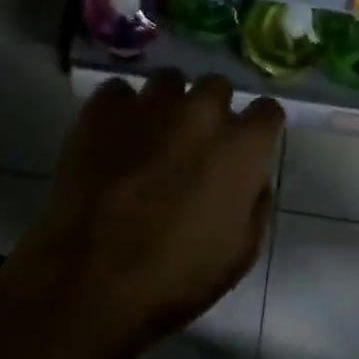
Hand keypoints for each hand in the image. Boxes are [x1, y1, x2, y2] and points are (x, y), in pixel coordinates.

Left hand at [19, 69, 283, 358]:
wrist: (91, 277)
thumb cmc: (176, 276)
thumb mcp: (240, 253)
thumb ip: (255, 204)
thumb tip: (252, 180)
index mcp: (241, 145)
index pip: (267, 110)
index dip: (259, 129)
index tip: (247, 147)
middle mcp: (201, 110)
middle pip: (216, 86)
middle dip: (212, 109)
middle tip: (195, 144)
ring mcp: (150, 104)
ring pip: (168, 81)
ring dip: (168, 103)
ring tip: (151, 134)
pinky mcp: (103, 108)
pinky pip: (118, 92)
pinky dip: (120, 110)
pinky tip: (112, 137)